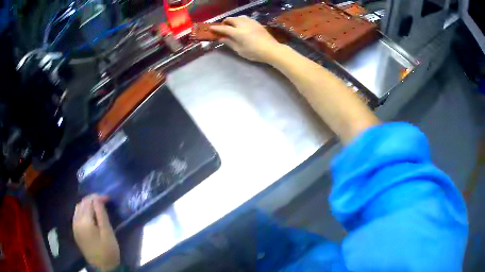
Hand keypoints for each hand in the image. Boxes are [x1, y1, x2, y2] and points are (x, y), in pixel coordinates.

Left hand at [73, 194, 119, 271]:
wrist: (102, 268)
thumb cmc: (108, 251)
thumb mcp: (108, 233)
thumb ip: (101, 214)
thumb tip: (98, 199)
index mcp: (84, 221)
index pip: (89, 202)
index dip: (98, 197)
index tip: (108, 198)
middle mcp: (76, 221)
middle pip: (82, 203)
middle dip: (92, 199)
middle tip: (103, 201)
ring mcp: (74, 227)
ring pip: (78, 208)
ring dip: (86, 204)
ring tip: (97, 206)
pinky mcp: (76, 232)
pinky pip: (77, 215)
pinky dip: (83, 211)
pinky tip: (90, 215)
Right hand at [210, 16, 280, 62]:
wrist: (271, 49)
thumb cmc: (254, 52)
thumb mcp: (240, 50)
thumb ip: (229, 42)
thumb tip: (221, 38)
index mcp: (238, 33)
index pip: (224, 28)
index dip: (216, 28)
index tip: (210, 28)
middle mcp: (243, 25)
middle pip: (231, 19)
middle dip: (225, 22)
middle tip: (223, 27)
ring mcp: (251, 22)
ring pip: (239, 17)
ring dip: (233, 20)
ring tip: (233, 25)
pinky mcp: (257, 23)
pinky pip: (246, 18)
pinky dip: (241, 20)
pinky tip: (242, 25)